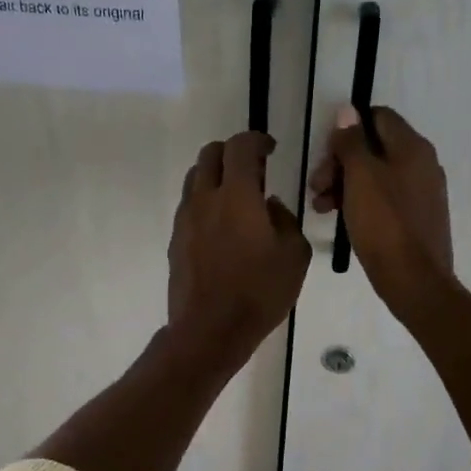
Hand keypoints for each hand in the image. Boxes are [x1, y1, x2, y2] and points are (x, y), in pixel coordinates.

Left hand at [167, 131, 312, 366]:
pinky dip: (206, 203)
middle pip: (210, 154)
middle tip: (253, 170)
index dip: (256, 140)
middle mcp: (205, 199)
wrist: (210, 330)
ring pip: (195, 179)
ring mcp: (186, 220)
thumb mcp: (294, 256)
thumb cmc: (259, 293)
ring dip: (216, 176)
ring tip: (237, 198)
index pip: (240, 147)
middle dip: (232, 152)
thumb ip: (286, 220)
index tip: (270, 148)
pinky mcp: (176, 241)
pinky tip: (223, 228)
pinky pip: (189, 207)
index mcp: (238, 196)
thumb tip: (271, 206)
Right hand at [308, 105, 453, 314]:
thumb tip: (347, 112)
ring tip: (320, 207)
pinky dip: (360, 203)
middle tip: (316, 186)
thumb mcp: (360, 177)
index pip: (378, 117)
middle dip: (340, 162)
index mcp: (412, 147)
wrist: (414, 280)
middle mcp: (422, 164)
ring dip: (344, 185)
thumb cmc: (384, 224)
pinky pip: (384, 199)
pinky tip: (340, 219)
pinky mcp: (416, 218)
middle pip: (375, 148)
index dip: (348, 130)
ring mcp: (421, 193)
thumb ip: (352, 142)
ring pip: (376, 176)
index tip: (325, 153)